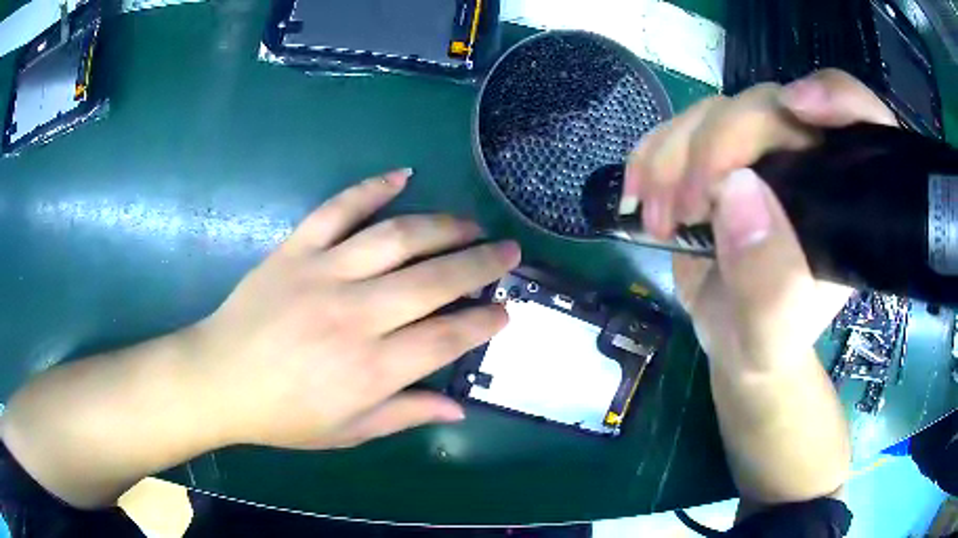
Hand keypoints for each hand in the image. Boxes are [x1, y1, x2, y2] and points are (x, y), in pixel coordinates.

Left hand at [188, 169, 520, 448]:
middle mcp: (354, 316)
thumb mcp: (347, 431)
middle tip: (508, 251)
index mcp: (370, 369)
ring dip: (443, 226)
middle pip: (434, 280)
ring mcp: (322, 274)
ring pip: (397, 237)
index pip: (446, 338)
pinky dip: (372, 188)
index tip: (506, 311)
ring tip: (470, 224)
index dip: (484, 322)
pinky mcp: (295, 250)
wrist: (218, 379)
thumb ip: (405, 415)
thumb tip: (459, 409)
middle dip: (481, 263)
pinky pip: (338, 208)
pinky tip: (402, 176)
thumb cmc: (283, 416)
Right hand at [623, 69, 897, 367]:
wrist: (730, 335)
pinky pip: (679, 127)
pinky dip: (651, 154)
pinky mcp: (715, 153)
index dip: (837, 97)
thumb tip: (735, 190)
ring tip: (661, 217)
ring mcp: (759, 150)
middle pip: (769, 107)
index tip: (799, 107)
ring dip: (676, 156)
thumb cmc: (766, 338)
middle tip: (689, 204)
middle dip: (721, 145)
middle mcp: (807, 160)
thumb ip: (768, 280)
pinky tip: (640, 193)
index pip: (861, 124)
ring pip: (717, 111)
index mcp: (844, 198)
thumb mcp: (772, 331)